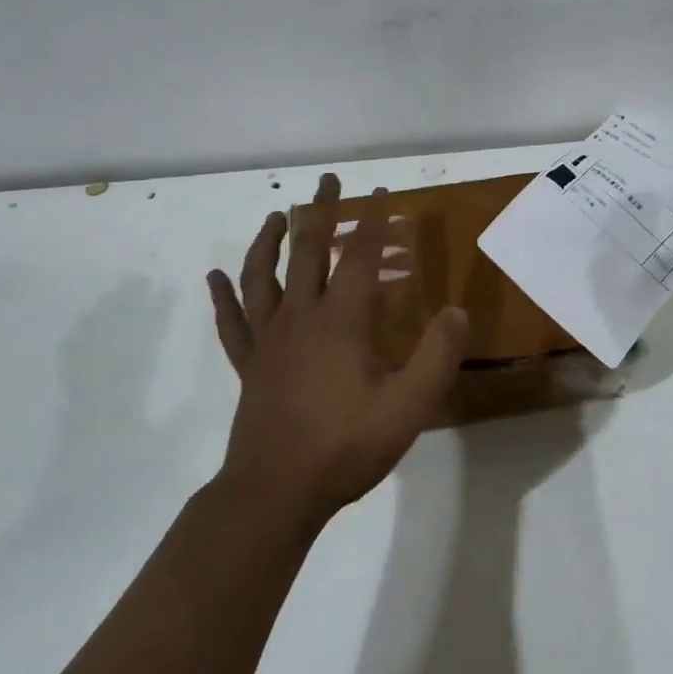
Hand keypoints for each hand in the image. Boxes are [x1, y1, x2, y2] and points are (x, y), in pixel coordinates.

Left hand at [206, 174, 468, 530]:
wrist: (276, 492)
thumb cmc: (346, 446)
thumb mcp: (409, 405)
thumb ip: (437, 355)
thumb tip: (458, 311)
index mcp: (340, 321)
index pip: (358, 257)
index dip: (372, 222)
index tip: (381, 193)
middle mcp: (300, 317)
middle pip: (307, 251)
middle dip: (320, 211)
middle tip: (328, 181)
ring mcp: (268, 340)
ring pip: (262, 276)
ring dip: (269, 240)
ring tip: (276, 215)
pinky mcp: (248, 364)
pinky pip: (232, 321)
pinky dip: (222, 296)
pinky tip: (214, 277)